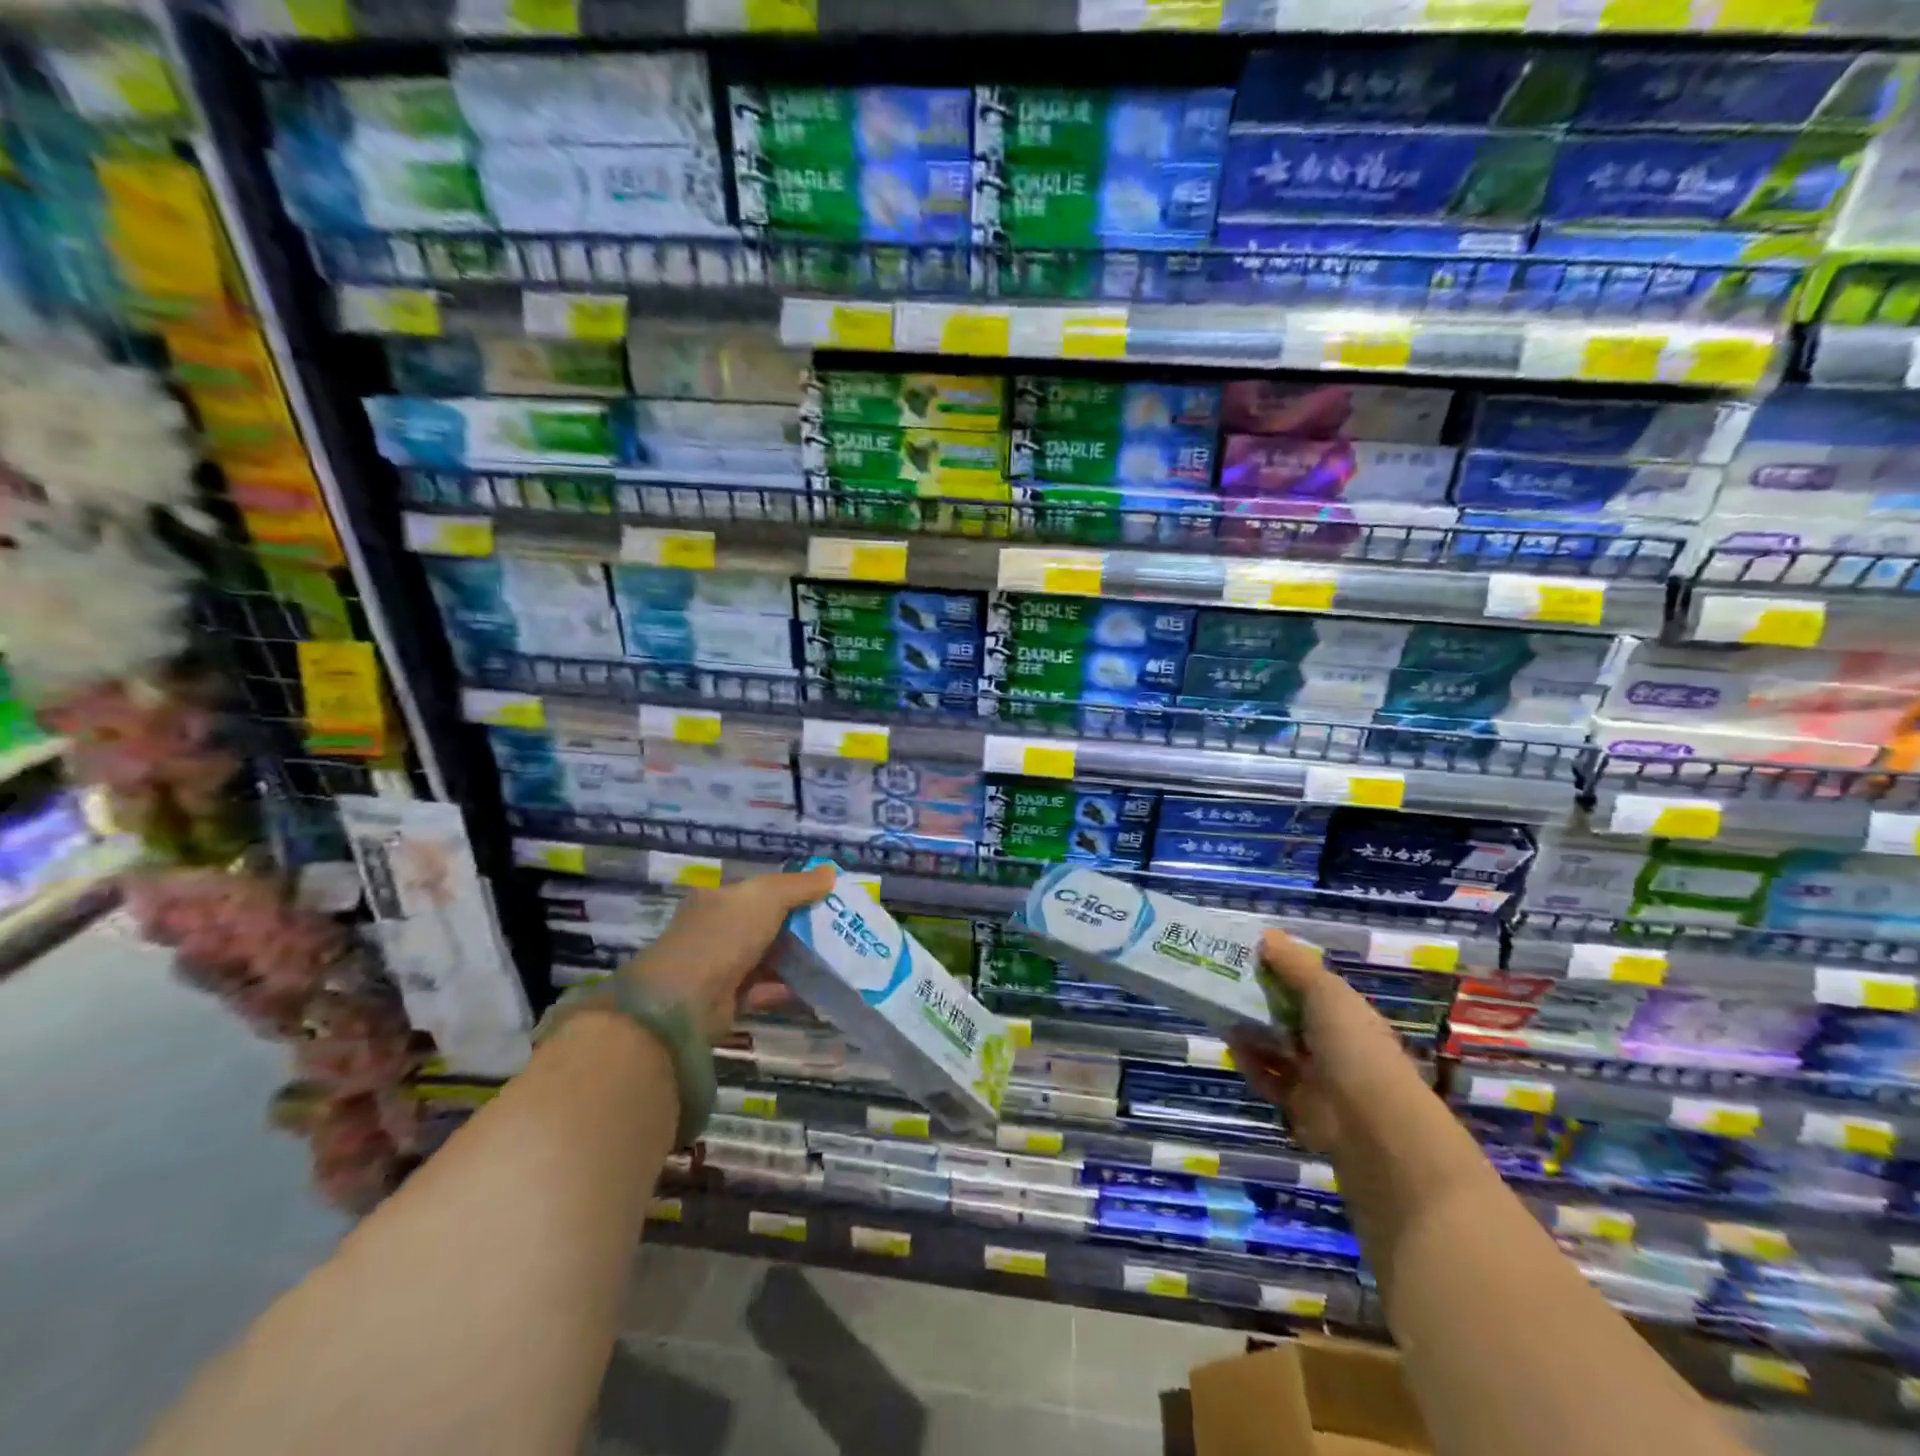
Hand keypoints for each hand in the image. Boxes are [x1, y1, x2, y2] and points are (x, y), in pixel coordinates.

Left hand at [622, 863, 835, 1041]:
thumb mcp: (766, 897)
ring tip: (835, 958)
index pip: (760, 891)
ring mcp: (720, 966)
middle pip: (766, 924)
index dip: (794, 892)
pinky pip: (765, 989)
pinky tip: (817, 987)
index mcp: (719, 899)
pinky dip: (788, 988)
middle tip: (839, 929)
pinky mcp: (727, 1000)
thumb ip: (799, 885)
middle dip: (800, 927)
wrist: (685, 1000)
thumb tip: (831, 872)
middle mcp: (717, 929)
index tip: (827, 898)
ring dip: (797, 959)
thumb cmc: (724, 935)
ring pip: (767, 957)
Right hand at [1227, 930, 1420, 1154]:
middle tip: (1222, 982)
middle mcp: (1333, 1043)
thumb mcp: (1325, 991)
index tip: (1246, 955)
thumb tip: (1264, 935)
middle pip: (1288, 1016)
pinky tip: (1232, 1046)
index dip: (1280, 970)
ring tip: (1220, 1012)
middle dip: (1258, 1000)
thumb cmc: (1352, 1045)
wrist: (1372, 1124)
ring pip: (1275, 1047)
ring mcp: (1318, 1076)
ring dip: (1250, 1031)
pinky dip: (1250, 1063)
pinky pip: (1268, 1078)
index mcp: (1346, 1014)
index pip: (1309, 986)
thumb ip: (1293, 964)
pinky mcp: (1299, 1105)